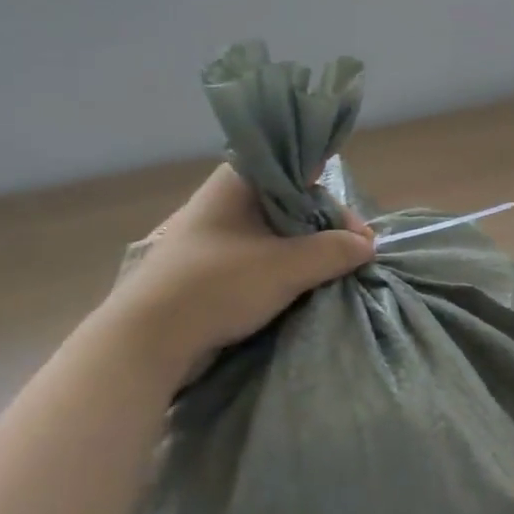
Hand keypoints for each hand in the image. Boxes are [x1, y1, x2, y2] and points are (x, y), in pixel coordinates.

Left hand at [102, 164, 374, 373]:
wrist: (146, 340)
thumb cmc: (217, 285)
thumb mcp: (287, 266)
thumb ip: (333, 251)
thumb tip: (367, 246)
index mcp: (238, 180)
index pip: (301, 173)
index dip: (334, 202)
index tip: (358, 235)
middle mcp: (226, 198)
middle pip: (292, 204)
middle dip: (325, 230)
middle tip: (352, 259)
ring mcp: (216, 233)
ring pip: (277, 233)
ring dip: (306, 252)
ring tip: (334, 275)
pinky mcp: (210, 265)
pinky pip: (260, 256)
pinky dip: (285, 268)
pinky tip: (303, 286)